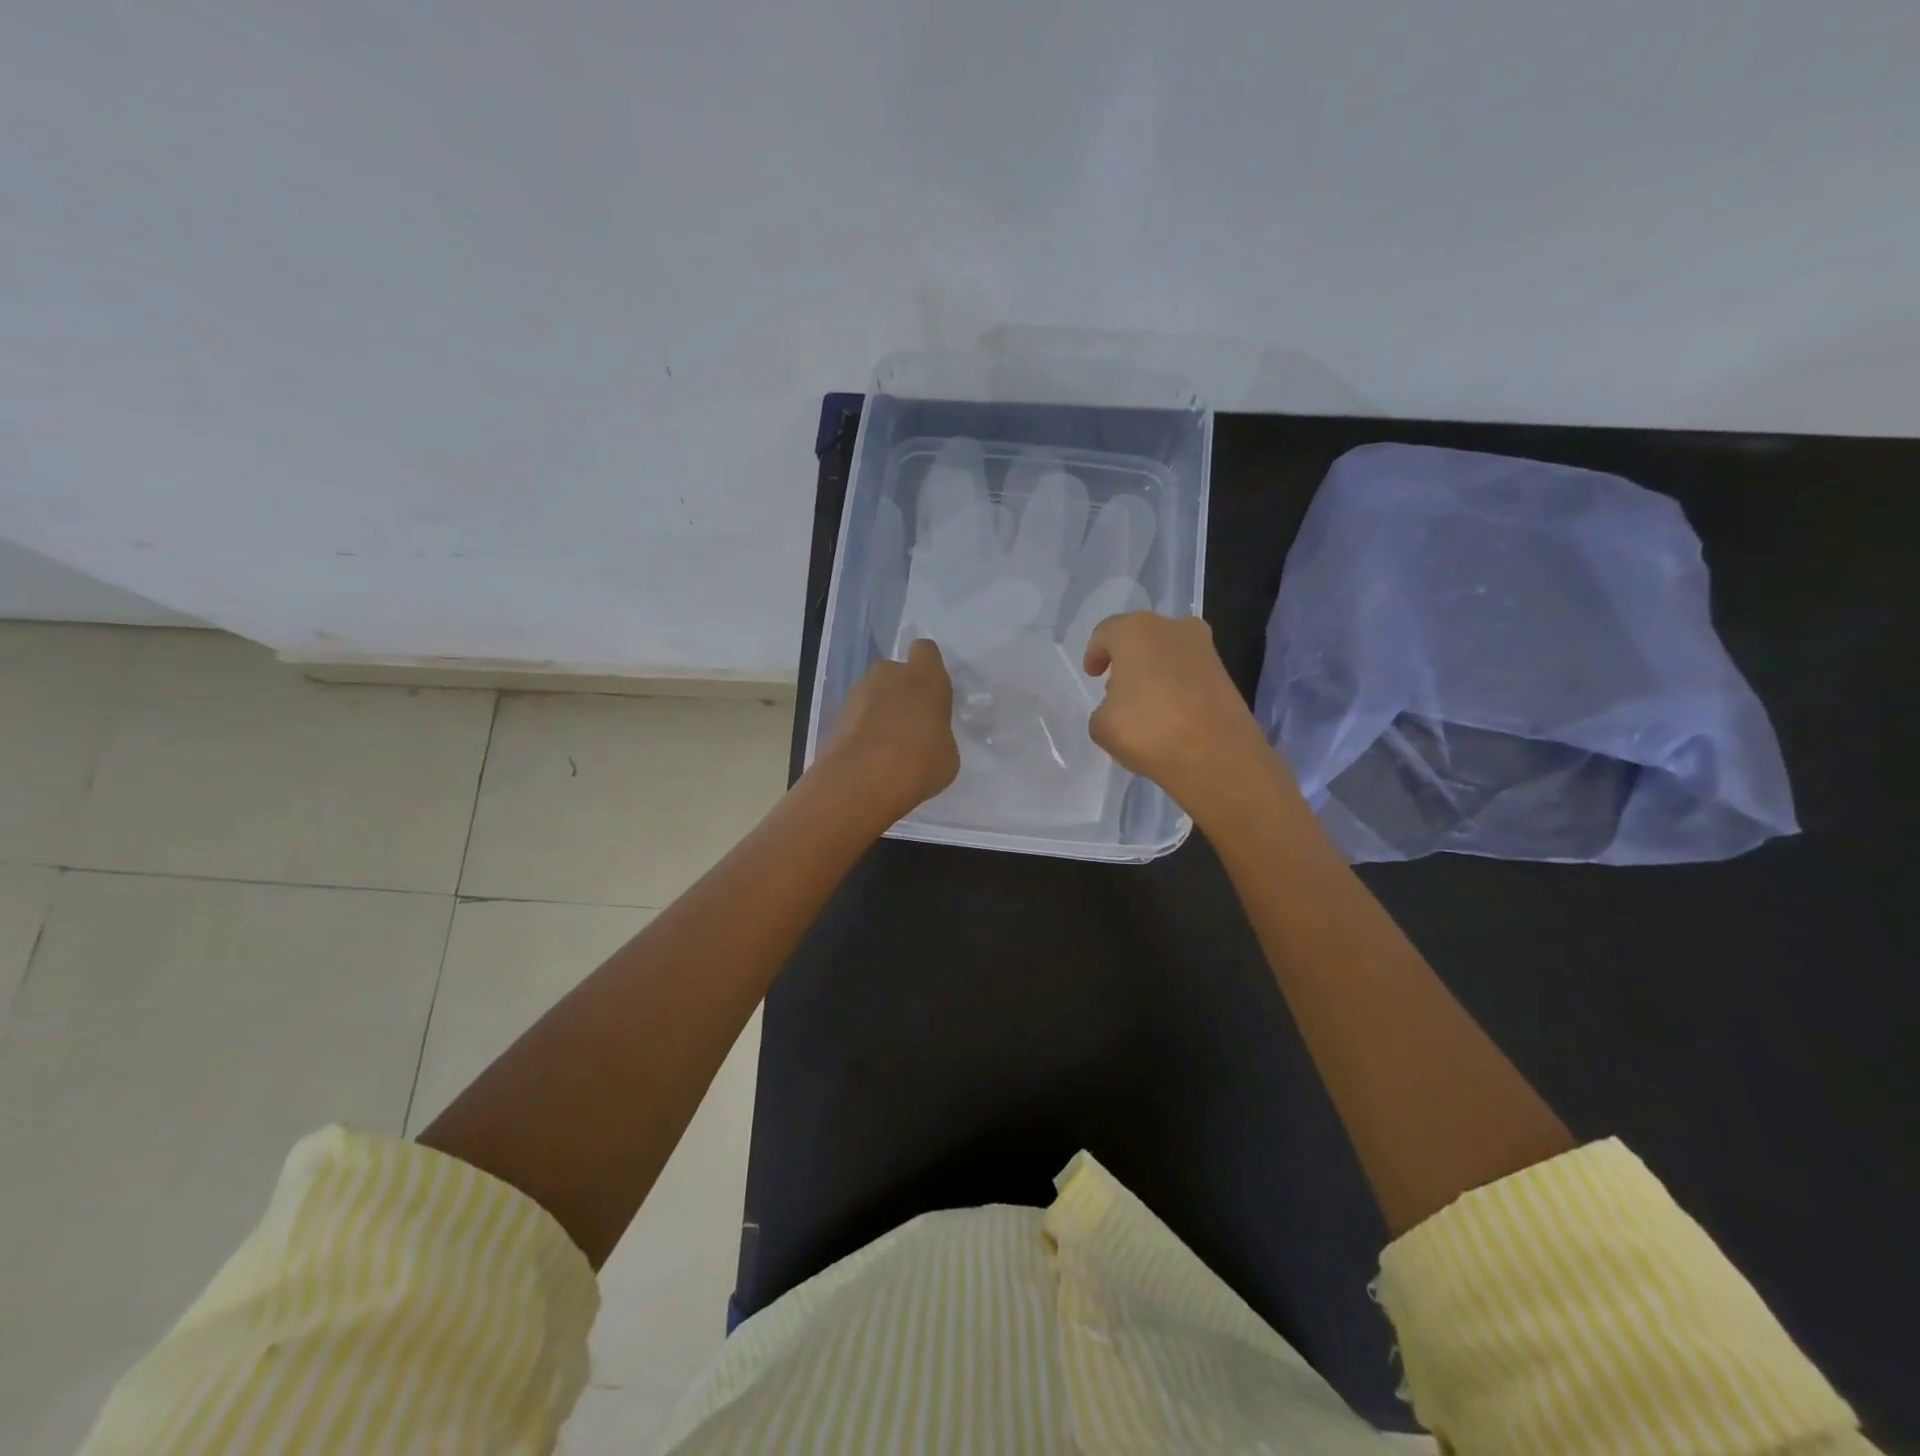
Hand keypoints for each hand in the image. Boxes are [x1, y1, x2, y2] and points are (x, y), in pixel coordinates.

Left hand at [818, 639, 960, 819]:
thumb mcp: (947, 753)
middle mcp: (889, 675)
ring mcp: (857, 693)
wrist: (862, 781)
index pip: (926, 650)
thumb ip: (937, 734)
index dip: (928, 666)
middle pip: (895, 672)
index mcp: (924, 677)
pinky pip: (856, 716)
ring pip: (873, 693)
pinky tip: (869, 758)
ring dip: (879, 711)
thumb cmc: (920, 762)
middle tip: (910, 724)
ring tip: (887, 746)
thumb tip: (926, 737)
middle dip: (901, 691)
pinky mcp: (835, 716)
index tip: (931, 690)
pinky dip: (862, 730)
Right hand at [1083, 612, 1283, 823]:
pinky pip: (1189, 674)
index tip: (1092, 674)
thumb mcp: (1101, 724)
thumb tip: (1120, 707)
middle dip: (1128, 660)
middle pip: (1141, 638)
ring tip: (1144, 705)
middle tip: (1116, 688)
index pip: (1106, 633)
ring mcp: (1205, 649)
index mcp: (1135, 630)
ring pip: (1169, 654)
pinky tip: (1170, 715)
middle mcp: (1173, 628)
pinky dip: (1176, 687)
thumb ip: (1104, 708)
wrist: (1216, 755)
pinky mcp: (1226, 674)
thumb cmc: (1148, 729)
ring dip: (1154, 673)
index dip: (1095, 653)